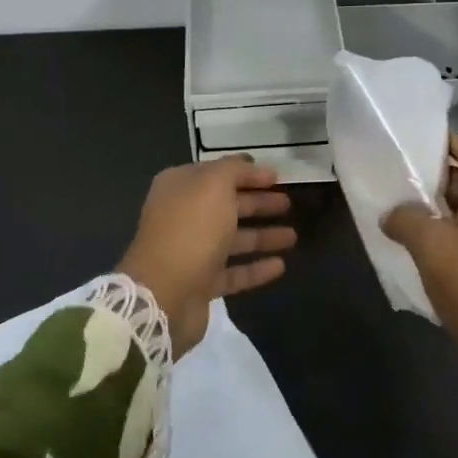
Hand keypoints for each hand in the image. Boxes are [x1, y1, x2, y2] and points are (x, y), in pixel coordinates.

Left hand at [118, 157, 296, 355]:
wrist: (164, 293)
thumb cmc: (191, 229)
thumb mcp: (213, 185)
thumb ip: (233, 170)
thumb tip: (248, 164)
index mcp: (179, 188)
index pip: (218, 174)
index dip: (247, 174)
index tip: (277, 177)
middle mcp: (182, 217)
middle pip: (227, 206)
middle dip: (258, 203)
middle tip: (288, 203)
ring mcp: (191, 252)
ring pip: (232, 239)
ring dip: (262, 236)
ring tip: (293, 236)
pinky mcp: (200, 284)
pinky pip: (233, 272)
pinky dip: (255, 268)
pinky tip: (280, 266)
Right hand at [381, 135, 457, 387]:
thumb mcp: (433, 245)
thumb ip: (407, 220)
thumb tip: (391, 214)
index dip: (449, 140)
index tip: (414, 141)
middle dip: (430, 178)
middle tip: (391, 177)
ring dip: (429, 213)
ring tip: (390, 212)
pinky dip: (435, 243)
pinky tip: (407, 252)